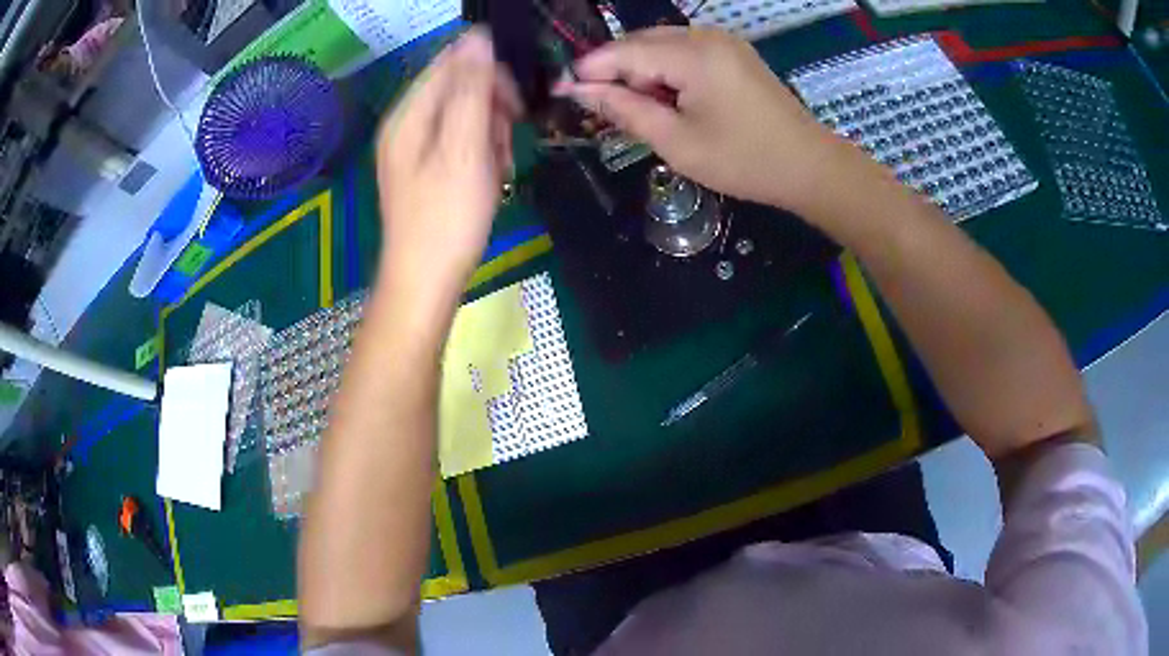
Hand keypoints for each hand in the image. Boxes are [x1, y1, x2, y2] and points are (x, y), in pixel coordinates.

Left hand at [377, 29, 522, 301]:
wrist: (426, 283)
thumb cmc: (447, 219)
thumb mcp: (464, 149)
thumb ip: (472, 90)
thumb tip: (478, 37)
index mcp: (408, 115)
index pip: (451, 63)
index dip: (489, 75)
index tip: (514, 106)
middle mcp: (406, 124)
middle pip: (459, 87)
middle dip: (491, 109)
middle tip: (504, 144)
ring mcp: (414, 147)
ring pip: (465, 114)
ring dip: (491, 133)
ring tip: (497, 167)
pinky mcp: (426, 168)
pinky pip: (460, 140)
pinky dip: (481, 153)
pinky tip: (490, 176)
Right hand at [556, 27, 837, 209]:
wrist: (809, 166)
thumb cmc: (743, 160)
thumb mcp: (676, 142)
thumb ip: (625, 110)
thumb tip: (580, 91)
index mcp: (692, 55)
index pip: (623, 52)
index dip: (590, 70)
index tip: (563, 92)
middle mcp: (706, 36)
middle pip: (641, 42)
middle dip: (616, 70)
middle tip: (602, 107)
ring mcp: (723, 41)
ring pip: (661, 44)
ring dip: (641, 71)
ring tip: (637, 108)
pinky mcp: (734, 52)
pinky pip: (685, 50)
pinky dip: (666, 70)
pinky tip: (667, 97)